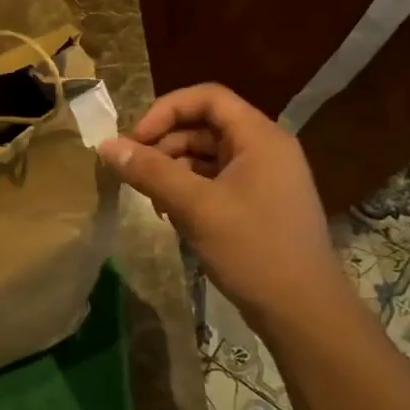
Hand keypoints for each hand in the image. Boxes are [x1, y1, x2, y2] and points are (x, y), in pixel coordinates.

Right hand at [97, 84, 347, 329]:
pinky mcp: (258, 204)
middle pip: (205, 126)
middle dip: (164, 143)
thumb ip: (150, 171)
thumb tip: (105, 145)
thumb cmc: (253, 249)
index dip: (165, 110)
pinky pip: (216, 181)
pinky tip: (169, 213)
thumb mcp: (195, 206)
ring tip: (149, 196)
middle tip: (134, 172)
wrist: (304, 311)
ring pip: (207, 155)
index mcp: (260, 137)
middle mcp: (265, 149)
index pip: (207, 98)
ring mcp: (264, 178)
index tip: (135, 140)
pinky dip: (188, 189)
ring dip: (172, 168)